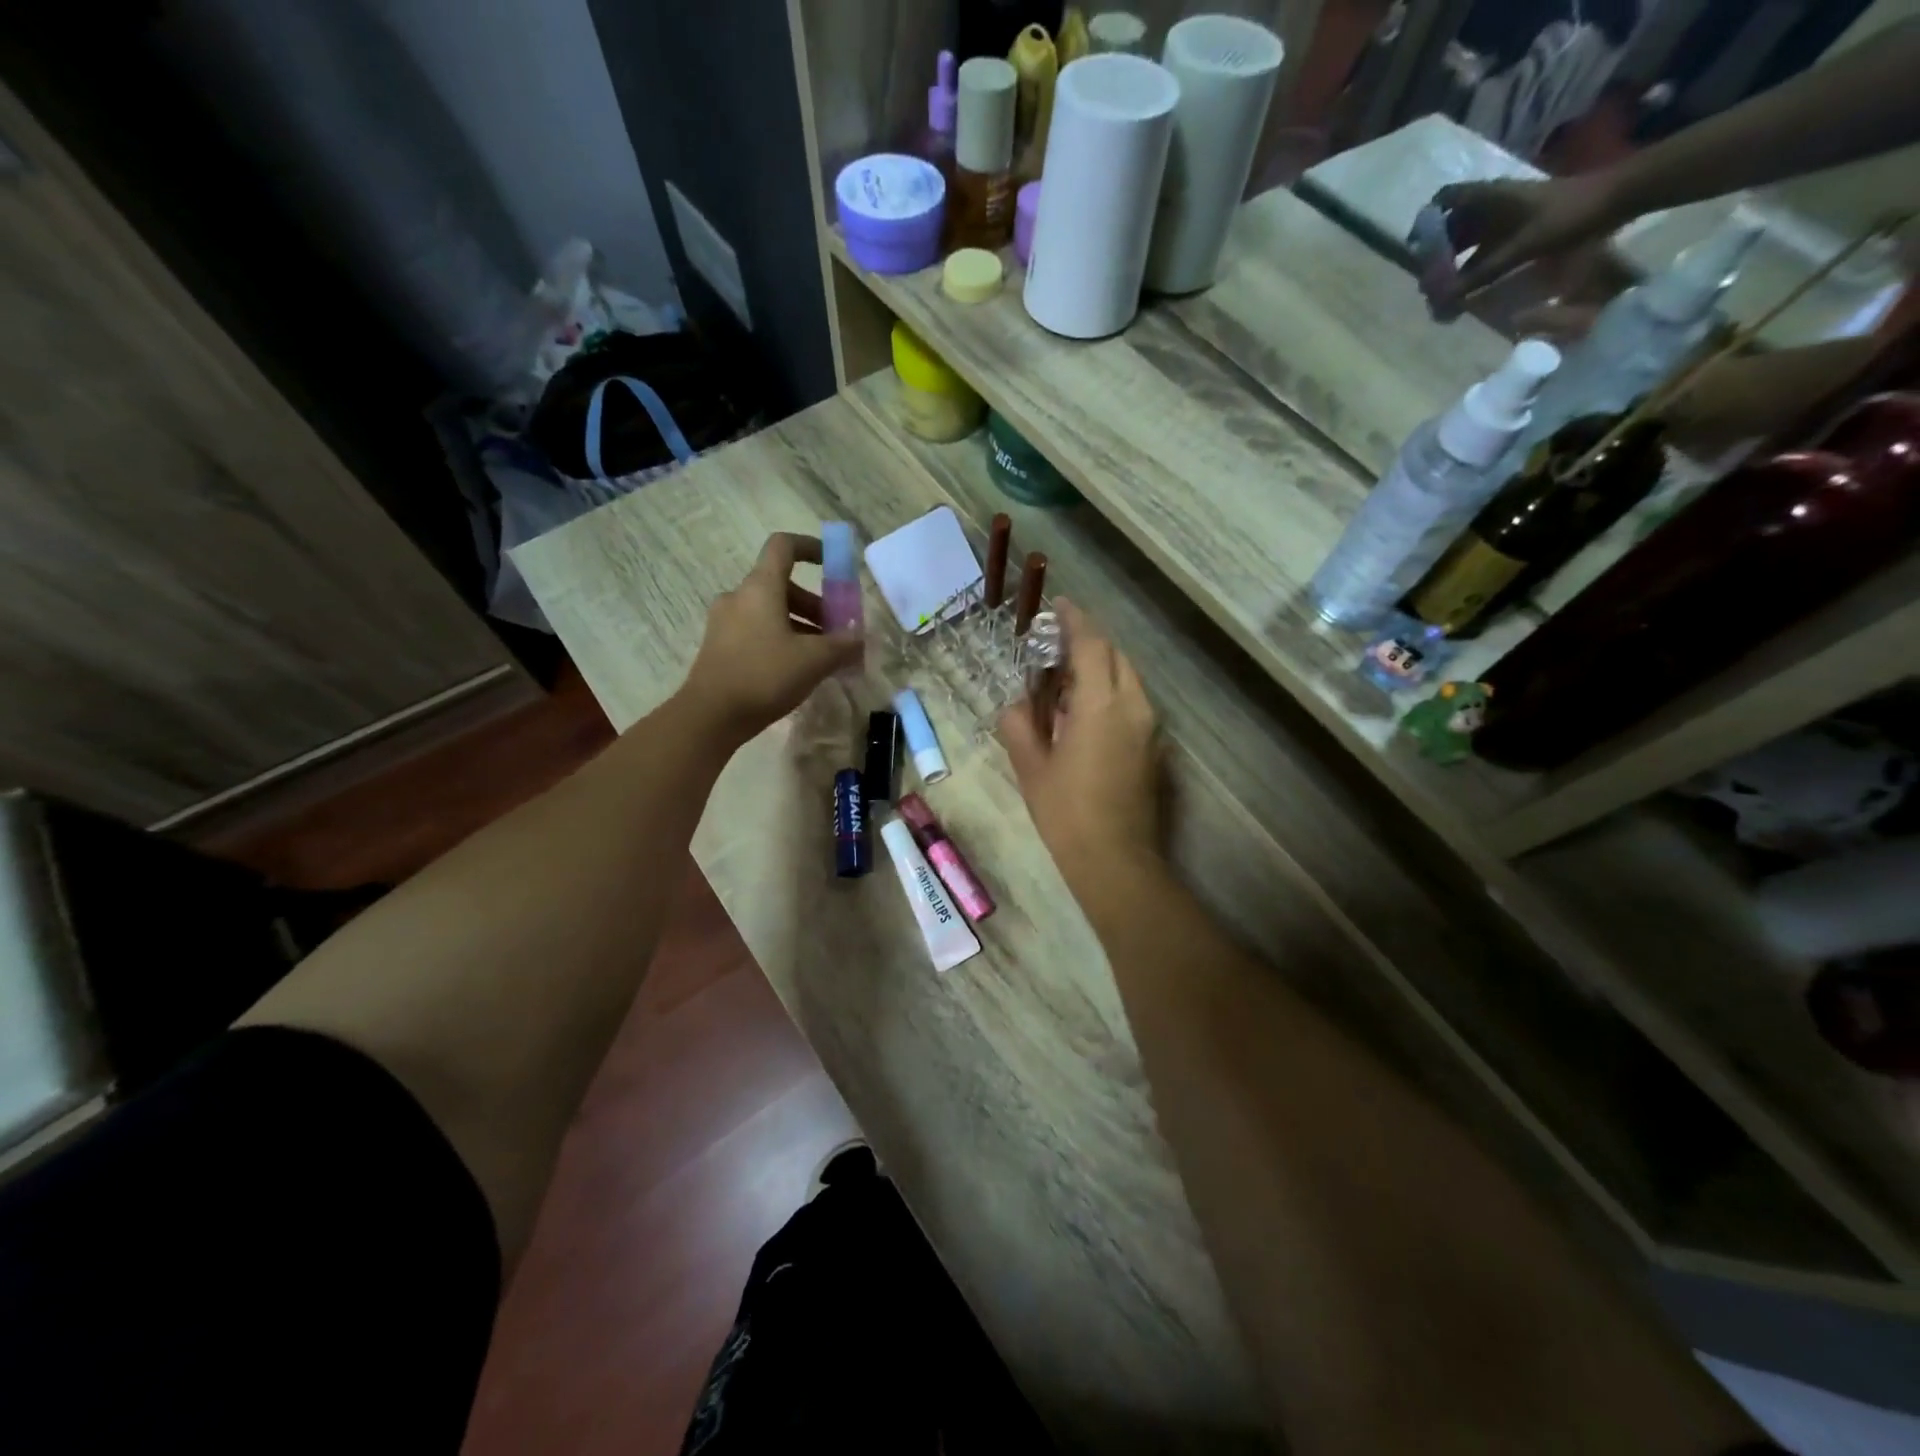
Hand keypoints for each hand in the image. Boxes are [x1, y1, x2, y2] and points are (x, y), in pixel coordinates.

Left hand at [680, 532, 861, 741]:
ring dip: (800, 625)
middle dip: (815, 604)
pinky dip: (781, 639)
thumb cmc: (764, 675)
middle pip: (782, 585)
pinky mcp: (720, 646)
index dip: (811, 547)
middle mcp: (739, 596)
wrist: (710, 715)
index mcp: (760, 587)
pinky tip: (797, 669)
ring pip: (770, 611)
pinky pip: (757, 631)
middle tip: (837, 631)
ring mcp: (725, 622)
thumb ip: (843, 645)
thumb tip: (860, 638)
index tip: (833, 564)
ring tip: (822, 656)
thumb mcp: (814, 660)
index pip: (784, 546)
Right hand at [998, 600, 1163, 885]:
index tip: (1059, 605)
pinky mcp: (1153, 749)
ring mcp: (1149, 729)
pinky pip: (1132, 704)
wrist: (1117, 861)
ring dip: (1099, 670)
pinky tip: (1082, 716)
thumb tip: (1016, 706)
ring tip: (1064, 682)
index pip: (1092, 645)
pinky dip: (1109, 694)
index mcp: (1101, 705)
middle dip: (1088, 644)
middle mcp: (1134, 707)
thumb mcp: (1031, 768)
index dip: (1075, 621)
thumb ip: (1019, 726)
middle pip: (1115, 657)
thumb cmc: (1067, 813)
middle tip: (1055, 648)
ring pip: (1127, 680)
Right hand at [1430, 173, 1619, 306]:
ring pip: (1467, 238)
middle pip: (1452, 225)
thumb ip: (1481, 274)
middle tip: (1427, 282)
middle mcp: (1492, 203)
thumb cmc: (1568, 215)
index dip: (1426, 222)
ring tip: (1445, 291)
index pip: (1444, 200)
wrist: (1617, 198)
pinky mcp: (1518, 227)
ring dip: (1454, 263)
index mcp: (1488, 197)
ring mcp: (1505, 215)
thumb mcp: (1521, 247)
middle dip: (1436, 252)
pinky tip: (1469, 287)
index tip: (1416, 251)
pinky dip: (1473, 265)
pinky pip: (1485, 246)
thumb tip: (1442, 300)